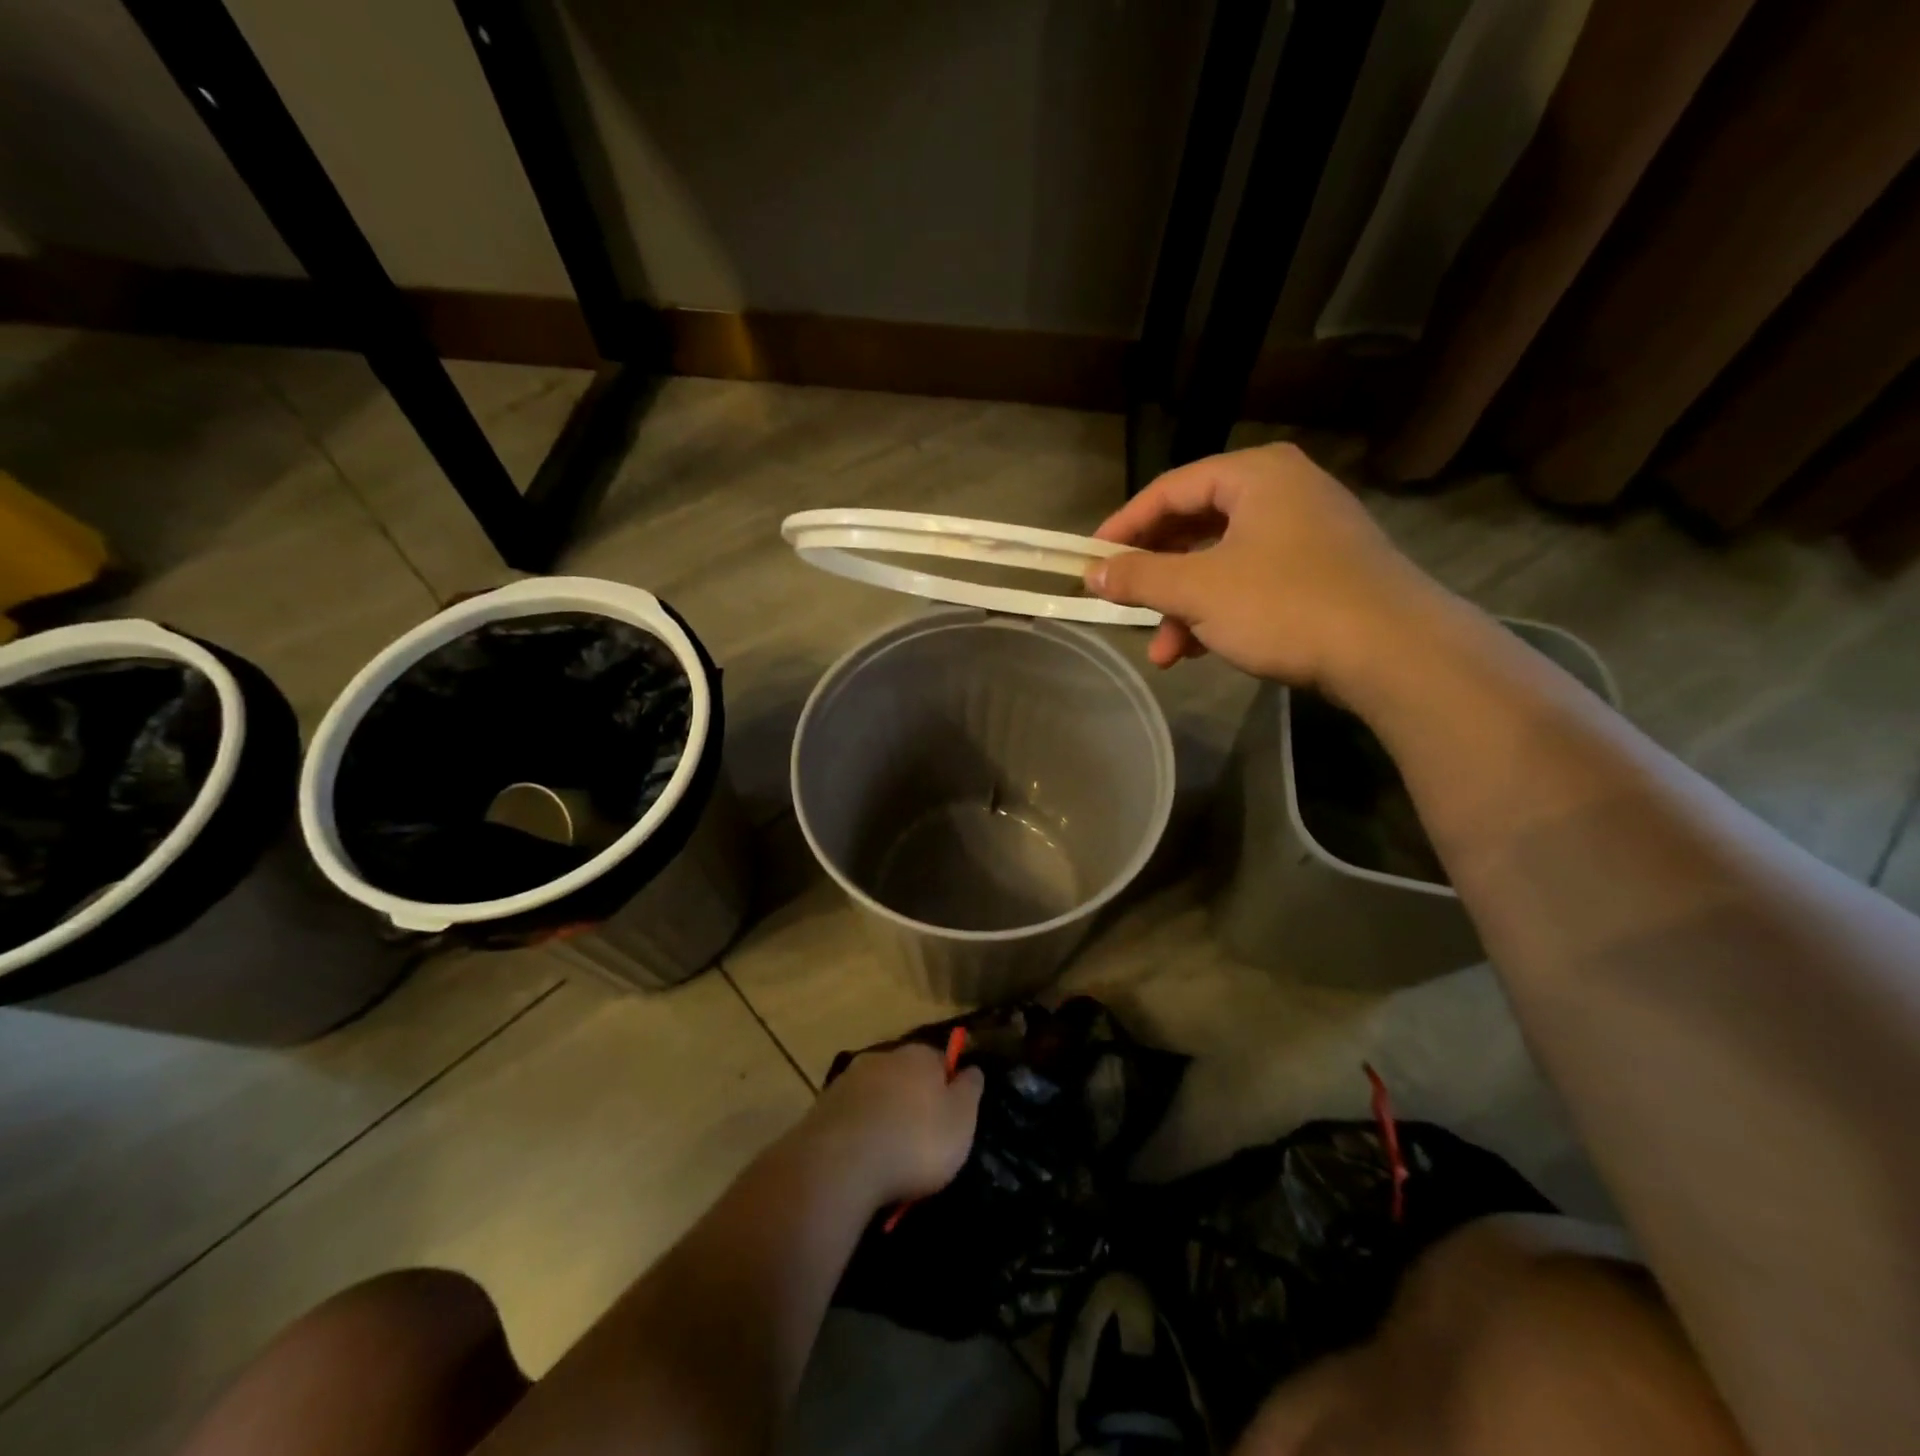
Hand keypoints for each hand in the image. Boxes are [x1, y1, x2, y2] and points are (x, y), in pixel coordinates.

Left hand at [802, 1042, 984, 1206]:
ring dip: (884, 1113)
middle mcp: (883, 1057)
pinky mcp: (822, 1107)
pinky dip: (860, 1130)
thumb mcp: (961, 1120)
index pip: (940, 1059)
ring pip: (876, 1092)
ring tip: (890, 1152)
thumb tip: (972, 1068)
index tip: (951, 1115)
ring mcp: (848, 1080)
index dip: (948, 1085)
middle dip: (913, 1098)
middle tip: (921, 1136)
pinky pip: (852, 1116)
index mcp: (919, 1055)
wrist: (840, 1165)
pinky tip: (863, 1158)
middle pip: (905, 1073)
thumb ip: (970, 1090)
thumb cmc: (914, 1141)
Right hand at [1085, 444, 1451, 693]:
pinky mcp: (1322, 572)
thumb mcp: (1199, 591)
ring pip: (1222, 563)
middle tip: (1125, 609)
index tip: (1091, 561)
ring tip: (1165, 654)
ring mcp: (1307, 533)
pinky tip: (1202, 651)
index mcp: (1255, 476)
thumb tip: (1091, 574)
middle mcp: (1283, 492)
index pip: (1169, 490)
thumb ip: (1139, 578)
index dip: (1124, 526)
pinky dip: (1220, 613)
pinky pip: (1252, 582)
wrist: (1394, 651)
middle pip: (1195, 527)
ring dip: (1185, 608)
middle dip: (1156, 579)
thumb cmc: (1286, 605)